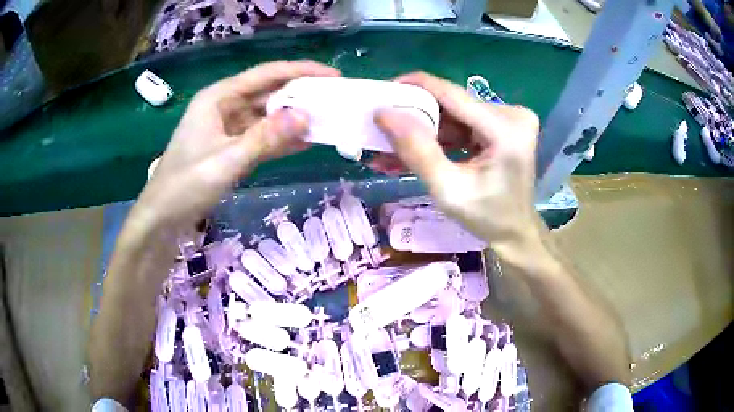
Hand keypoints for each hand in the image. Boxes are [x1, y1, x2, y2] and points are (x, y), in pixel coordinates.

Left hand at [133, 61, 339, 230]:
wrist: (163, 217)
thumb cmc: (186, 185)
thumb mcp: (226, 161)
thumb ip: (265, 138)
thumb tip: (305, 116)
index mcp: (218, 97)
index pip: (266, 75)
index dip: (300, 71)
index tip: (332, 74)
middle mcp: (225, 105)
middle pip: (268, 92)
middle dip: (301, 95)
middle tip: (335, 99)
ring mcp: (228, 128)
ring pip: (267, 116)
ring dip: (293, 118)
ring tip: (328, 119)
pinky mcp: (231, 147)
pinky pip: (262, 137)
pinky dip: (281, 139)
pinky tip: (306, 142)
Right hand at [373, 72, 540, 247]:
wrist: (516, 231)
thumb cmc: (487, 218)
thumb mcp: (448, 190)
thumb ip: (417, 151)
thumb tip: (384, 114)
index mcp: (506, 129)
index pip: (453, 94)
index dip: (415, 87)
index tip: (383, 92)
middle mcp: (512, 114)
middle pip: (452, 105)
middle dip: (416, 118)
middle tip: (383, 129)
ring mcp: (509, 119)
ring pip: (454, 115)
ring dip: (424, 131)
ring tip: (392, 148)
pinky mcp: (503, 126)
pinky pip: (463, 124)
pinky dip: (440, 138)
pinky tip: (416, 150)